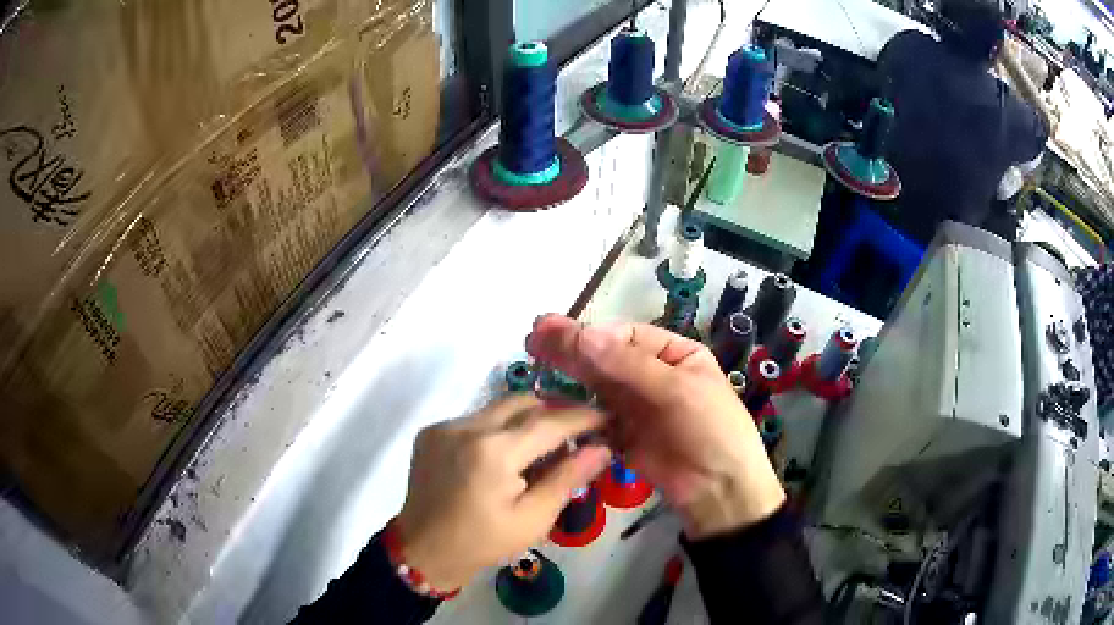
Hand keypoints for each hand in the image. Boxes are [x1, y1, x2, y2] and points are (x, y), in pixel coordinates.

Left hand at [396, 394, 611, 588]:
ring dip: (525, 419)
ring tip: (541, 447)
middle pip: (523, 401)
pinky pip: (475, 418)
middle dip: (554, 410)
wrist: (424, 550)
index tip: (606, 416)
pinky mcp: (432, 431)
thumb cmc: (484, 542)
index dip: (582, 417)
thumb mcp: (534, 518)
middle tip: (576, 431)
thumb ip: (568, 478)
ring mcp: (445, 426)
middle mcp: (467, 426)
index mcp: (494, 452)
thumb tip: (602, 448)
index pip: (550, 422)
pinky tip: (503, 458)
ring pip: (498, 407)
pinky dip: (497, 429)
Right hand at [526, 315, 784, 538]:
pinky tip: (548, 399)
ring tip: (534, 354)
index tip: (563, 337)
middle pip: (608, 357)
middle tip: (535, 334)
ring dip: (568, 372)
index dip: (596, 335)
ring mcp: (635, 406)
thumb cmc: (710, 430)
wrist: (718, 491)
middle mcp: (653, 375)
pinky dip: (573, 409)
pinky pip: (594, 416)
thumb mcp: (678, 390)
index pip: (629, 336)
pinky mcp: (622, 435)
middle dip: (573, 346)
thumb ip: (628, 365)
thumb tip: (582, 335)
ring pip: (597, 385)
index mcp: (675, 355)